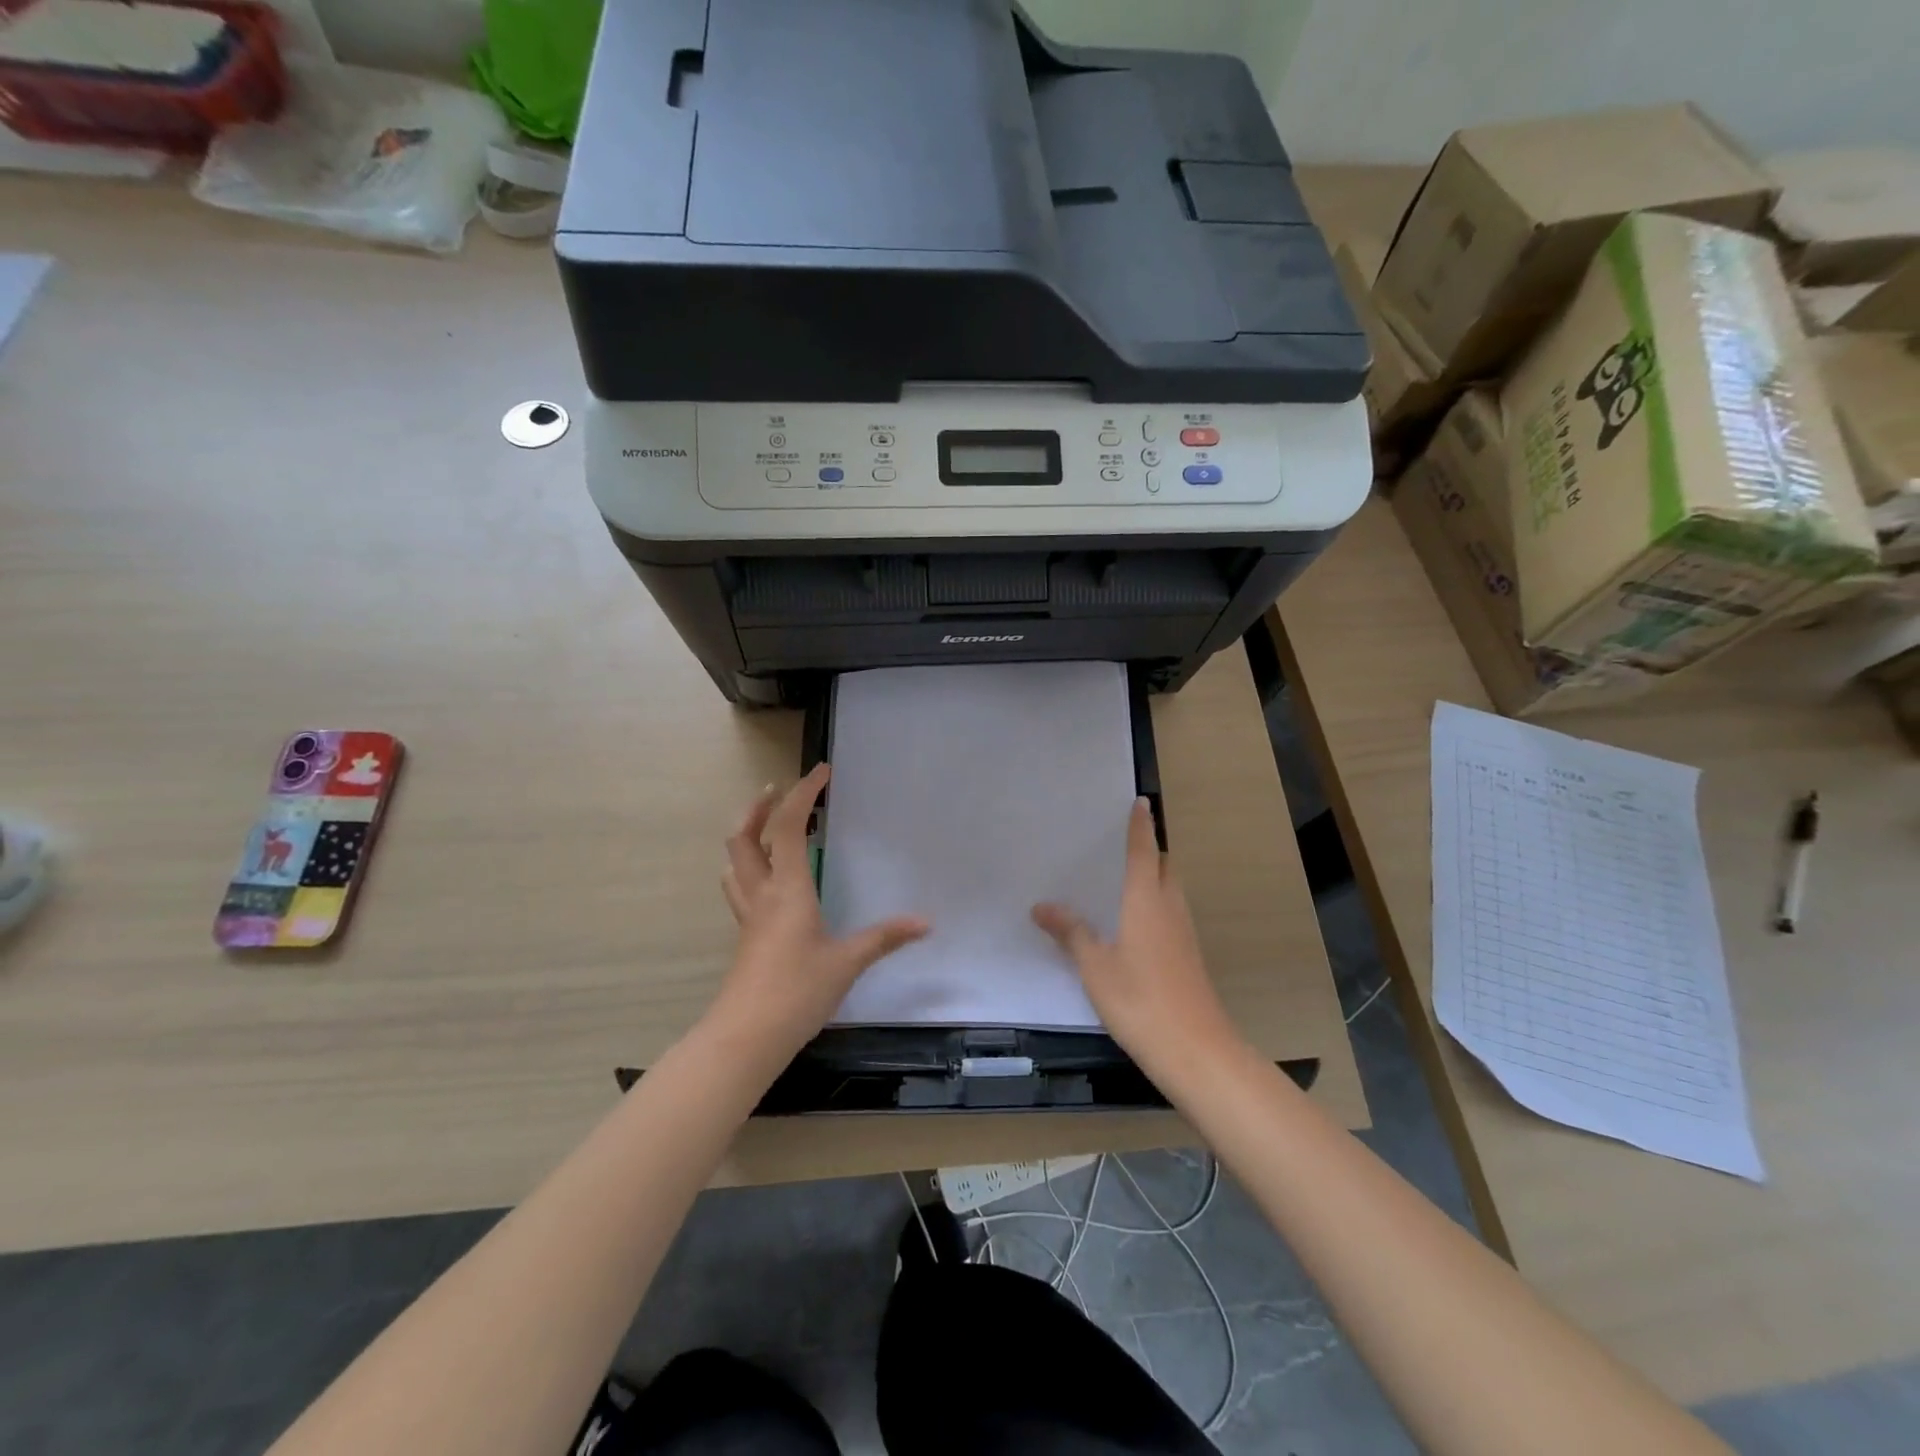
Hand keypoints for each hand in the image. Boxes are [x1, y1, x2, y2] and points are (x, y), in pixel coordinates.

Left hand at [710, 764, 929, 1059]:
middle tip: (780, 790)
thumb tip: (925, 923)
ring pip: (734, 861)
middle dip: (760, 807)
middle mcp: (762, 893)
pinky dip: (749, 866)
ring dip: (748, 834)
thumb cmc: (798, 992)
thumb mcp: (848, 962)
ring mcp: (748, 915)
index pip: (789, 827)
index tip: (822, 771)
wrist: (746, 1037)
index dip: (803, 794)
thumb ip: (885, 938)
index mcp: (788, 889)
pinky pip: (740, 887)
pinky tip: (769, 880)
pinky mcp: (745, 936)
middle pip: (744, 837)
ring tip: (771, 826)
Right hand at [1032, 798, 1241, 1075]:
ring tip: (1120, 877)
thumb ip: (1071, 933)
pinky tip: (1132, 922)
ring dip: (1153, 876)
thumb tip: (1042, 905)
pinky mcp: (1188, 955)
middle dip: (1148, 850)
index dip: (1141, 827)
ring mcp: (1183, 933)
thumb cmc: (1140, 1001)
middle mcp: (1169, 908)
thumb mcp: (1095, 967)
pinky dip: (1154, 902)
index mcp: (1146, 901)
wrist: (1196, 1050)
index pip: (1144, 852)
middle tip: (1118, 843)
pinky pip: (1170, 913)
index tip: (1141, 802)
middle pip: (1163, 866)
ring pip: (1170, 890)